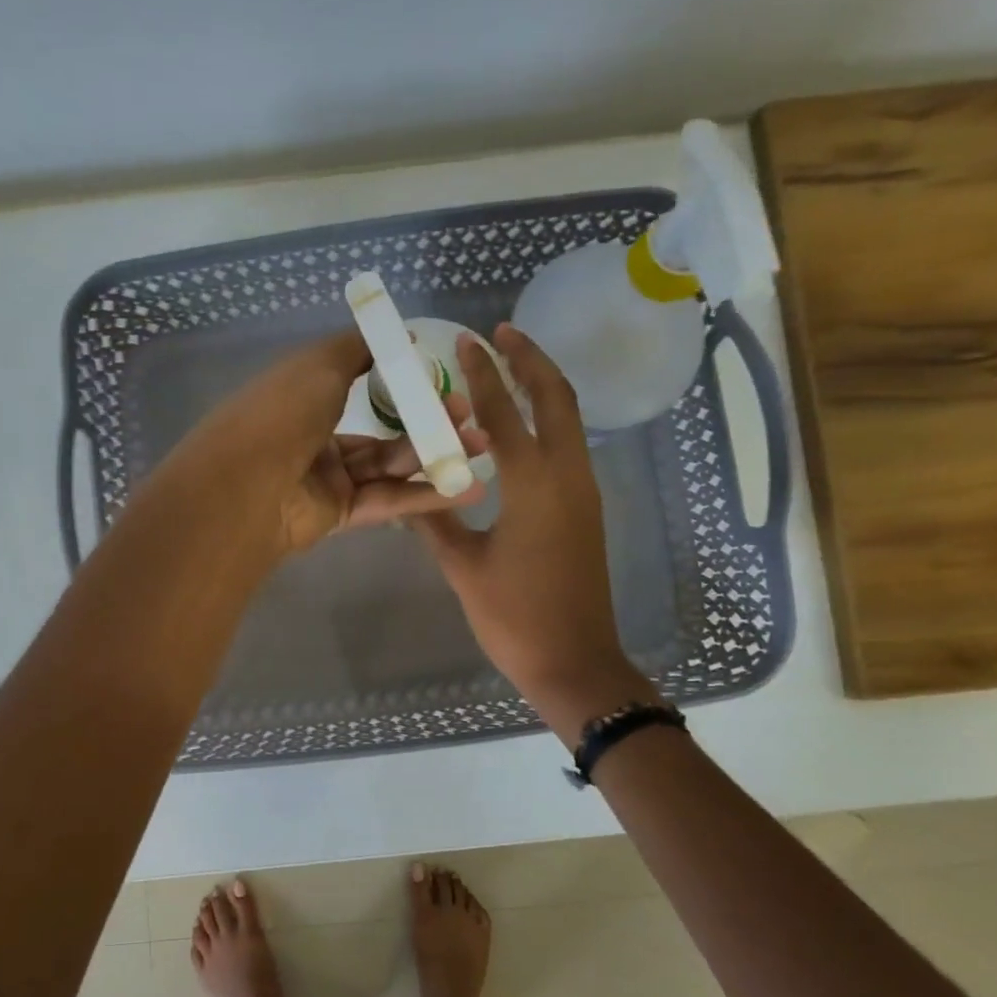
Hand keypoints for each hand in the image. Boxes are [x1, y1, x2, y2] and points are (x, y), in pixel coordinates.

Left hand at [156, 329, 486, 558]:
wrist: (247, 486)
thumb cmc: (282, 413)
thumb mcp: (320, 364)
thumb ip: (358, 348)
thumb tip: (395, 334)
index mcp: (304, 398)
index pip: (358, 387)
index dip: (400, 384)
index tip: (441, 379)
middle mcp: (316, 438)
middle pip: (382, 431)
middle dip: (428, 423)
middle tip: (471, 416)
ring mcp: (328, 480)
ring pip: (390, 466)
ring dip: (435, 456)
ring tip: (481, 445)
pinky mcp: (340, 515)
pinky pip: (389, 500)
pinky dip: (427, 495)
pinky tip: (467, 487)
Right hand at [410, 323, 656, 741]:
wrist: (574, 662)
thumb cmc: (514, 617)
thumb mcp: (464, 569)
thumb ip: (435, 523)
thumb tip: (409, 493)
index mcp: (534, 485)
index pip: (506, 412)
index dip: (484, 374)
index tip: (468, 341)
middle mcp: (567, 476)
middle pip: (557, 398)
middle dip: (531, 359)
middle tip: (502, 333)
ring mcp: (584, 493)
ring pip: (570, 421)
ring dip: (543, 387)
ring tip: (510, 367)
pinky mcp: (587, 511)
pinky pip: (569, 447)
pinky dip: (549, 421)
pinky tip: (522, 428)